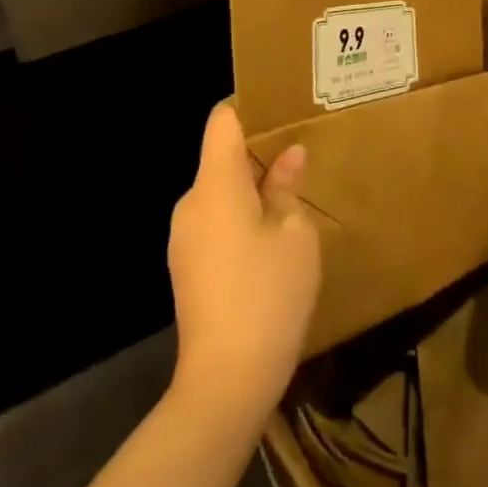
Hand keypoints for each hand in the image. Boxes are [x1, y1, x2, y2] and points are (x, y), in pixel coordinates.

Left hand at [168, 103, 320, 421]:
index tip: (283, 107)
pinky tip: (273, 238)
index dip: (250, 107)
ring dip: (253, 189)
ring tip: (295, 195)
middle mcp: (191, 204)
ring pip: (220, 192)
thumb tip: (288, 156)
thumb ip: (287, 187)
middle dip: (260, 153)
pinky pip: (215, 222)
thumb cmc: (269, 294)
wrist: (227, 379)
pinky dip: (242, 217)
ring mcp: (184, 238)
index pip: (223, 122)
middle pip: (222, 157)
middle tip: (303, 153)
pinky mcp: (187, 266)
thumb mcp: (294, 234)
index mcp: (215, 185)